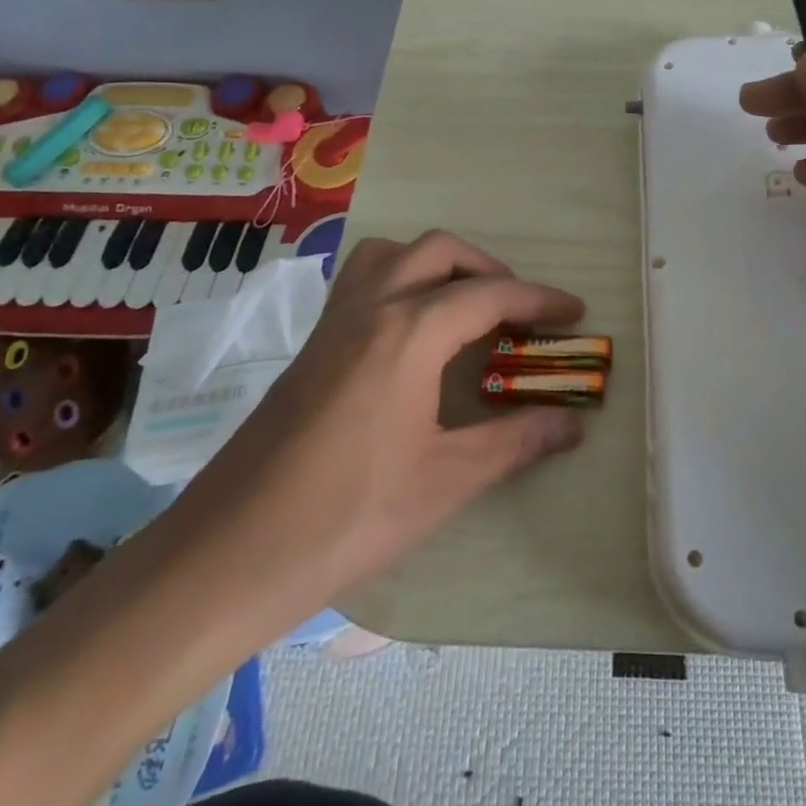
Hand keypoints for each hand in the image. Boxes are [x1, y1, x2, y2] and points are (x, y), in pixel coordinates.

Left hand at [168, 232, 586, 626]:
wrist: (230, 553)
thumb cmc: (348, 516)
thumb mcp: (445, 481)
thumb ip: (515, 442)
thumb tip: (572, 423)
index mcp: (409, 333)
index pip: (490, 295)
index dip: (539, 300)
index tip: (575, 310)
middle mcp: (372, 307)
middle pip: (440, 252)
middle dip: (489, 270)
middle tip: (518, 311)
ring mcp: (335, 321)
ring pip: (394, 254)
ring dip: (438, 264)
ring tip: (464, 307)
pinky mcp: (312, 343)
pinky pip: (363, 279)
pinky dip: (400, 279)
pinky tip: (411, 332)